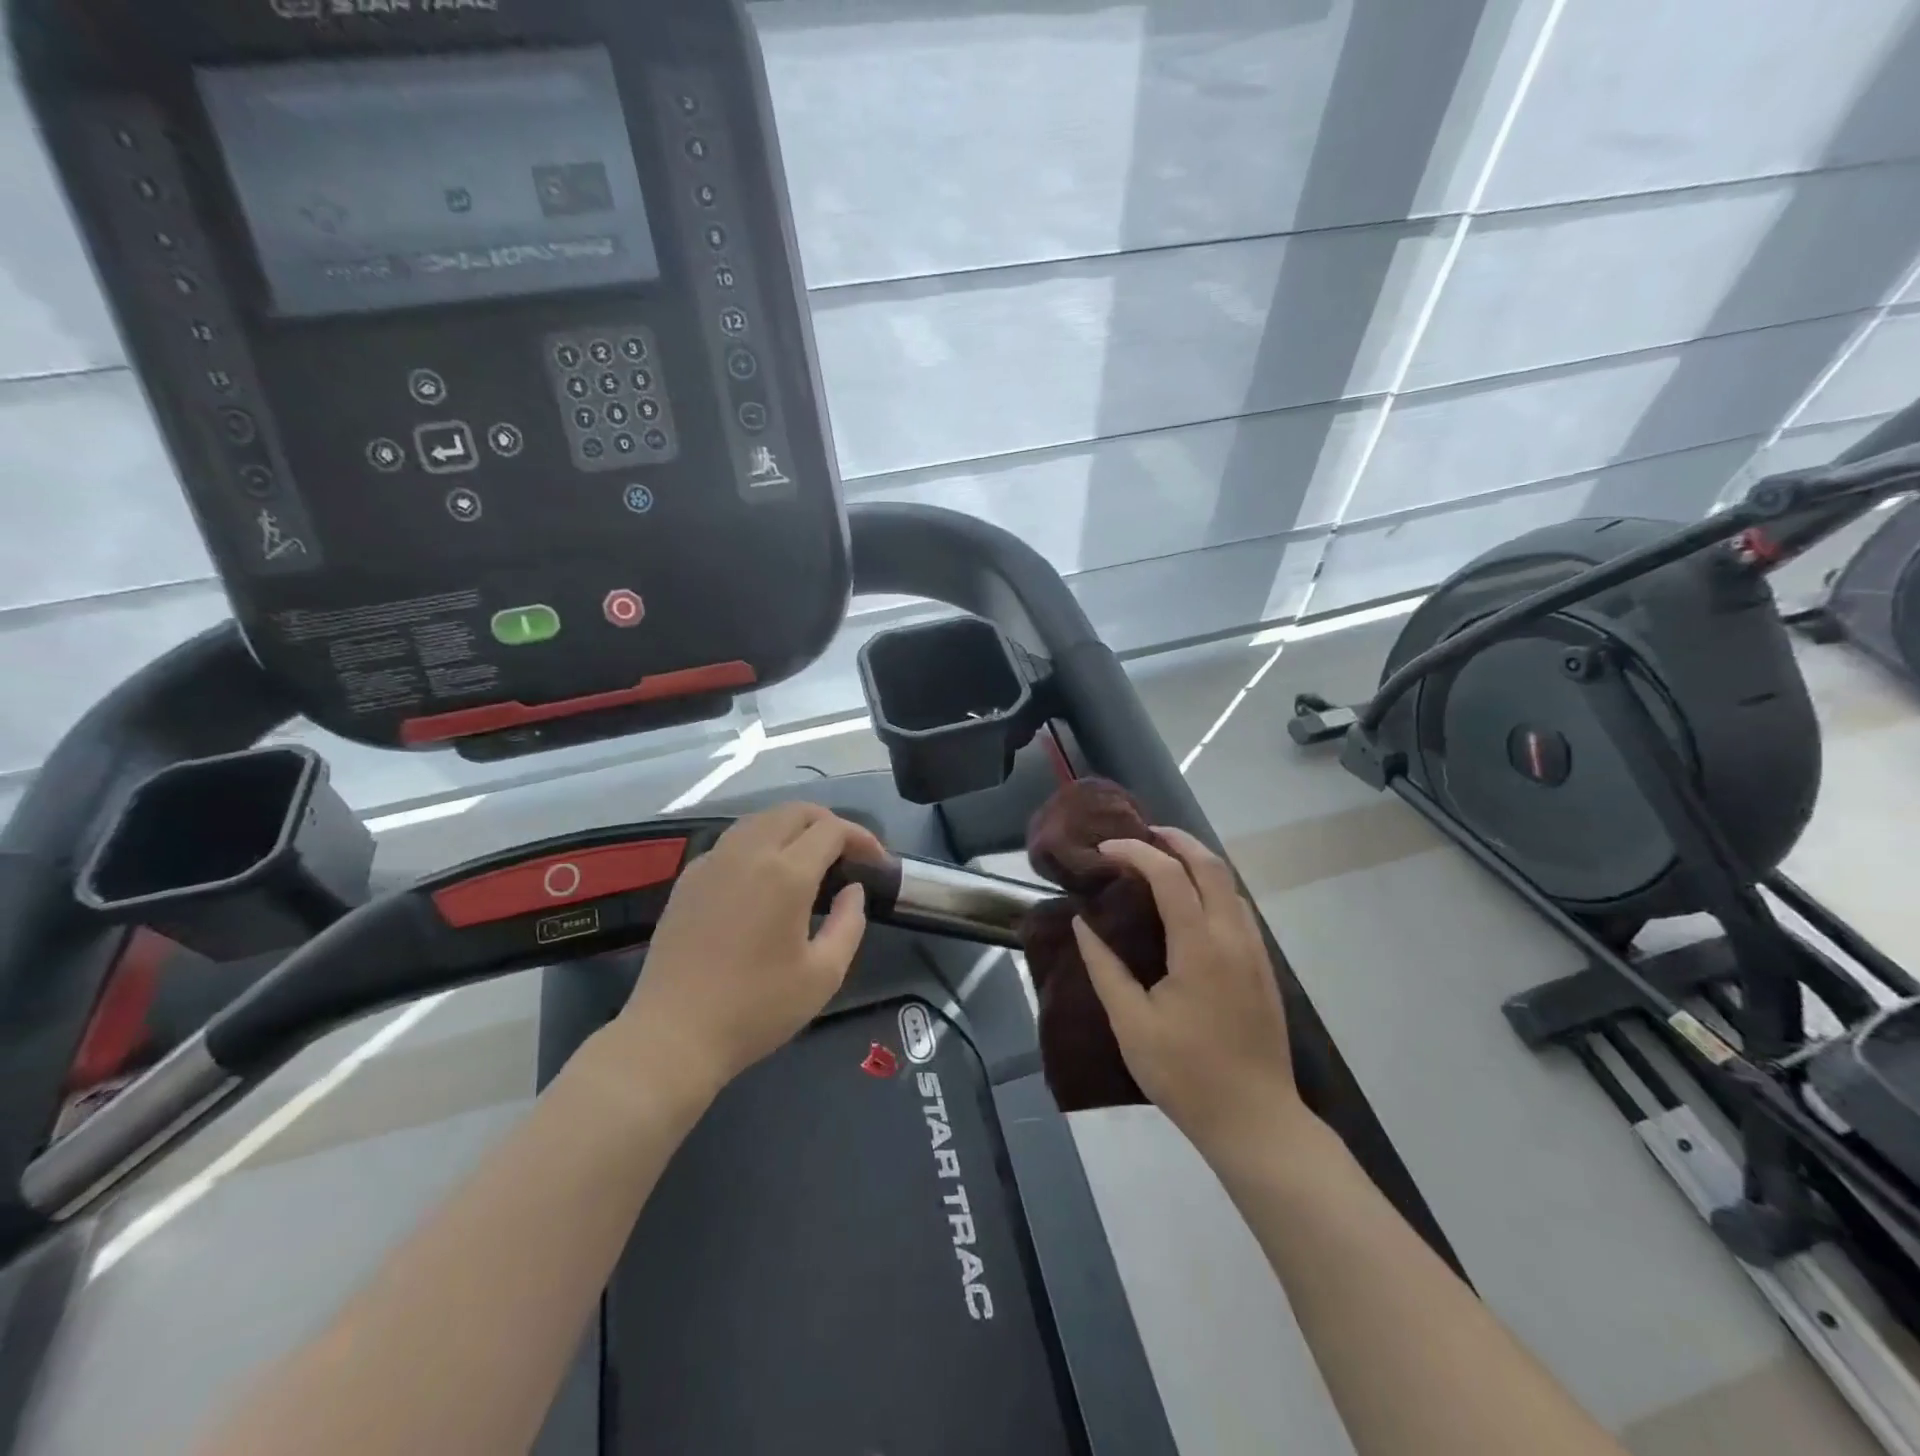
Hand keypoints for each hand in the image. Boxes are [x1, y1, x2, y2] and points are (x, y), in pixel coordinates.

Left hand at [612, 804, 884, 1098]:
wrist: (673, 1034)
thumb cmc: (756, 1008)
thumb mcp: (823, 975)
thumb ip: (849, 924)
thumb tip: (852, 890)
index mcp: (786, 873)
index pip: (832, 830)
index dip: (861, 838)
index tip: (876, 862)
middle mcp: (748, 853)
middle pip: (795, 811)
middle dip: (828, 823)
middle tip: (847, 854)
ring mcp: (713, 861)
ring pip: (761, 819)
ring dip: (793, 826)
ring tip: (809, 857)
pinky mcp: (689, 877)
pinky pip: (733, 840)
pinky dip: (761, 841)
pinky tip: (765, 875)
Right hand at [1074, 829, 1305, 1154]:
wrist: (1255, 1120)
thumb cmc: (1186, 1074)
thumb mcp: (1131, 1024)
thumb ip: (1105, 969)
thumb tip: (1082, 925)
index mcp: (1200, 948)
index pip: (1170, 876)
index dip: (1136, 852)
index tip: (1106, 850)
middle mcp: (1233, 938)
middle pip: (1211, 865)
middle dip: (1175, 840)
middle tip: (1140, 834)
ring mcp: (1255, 952)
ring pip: (1231, 884)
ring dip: (1197, 861)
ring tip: (1161, 860)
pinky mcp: (1263, 968)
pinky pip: (1239, 908)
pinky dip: (1213, 887)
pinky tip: (1190, 902)